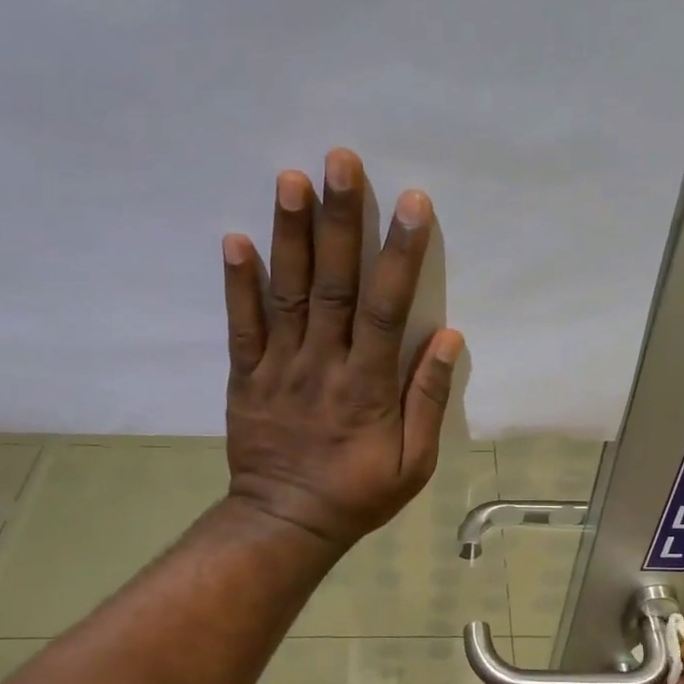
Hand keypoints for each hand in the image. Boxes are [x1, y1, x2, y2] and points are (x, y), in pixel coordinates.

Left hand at [221, 148, 464, 551]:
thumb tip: (449, 337)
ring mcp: (279, 368)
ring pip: (287, 294)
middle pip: (333, 285)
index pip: (387, 309)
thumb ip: (428, 400)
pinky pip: (241, 325)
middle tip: (340, 160)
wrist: (286, 523)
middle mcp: (323, 365)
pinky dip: (237, 283)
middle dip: (339, 221)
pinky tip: (235, 239)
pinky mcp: (245, 377)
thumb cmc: (357, 495)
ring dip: (289, 235)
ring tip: (291, 178)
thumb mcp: (413, 464)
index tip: (411, 203)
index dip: (400, 254)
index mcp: (368, 386)